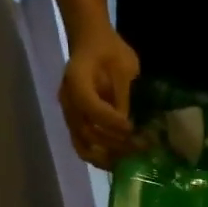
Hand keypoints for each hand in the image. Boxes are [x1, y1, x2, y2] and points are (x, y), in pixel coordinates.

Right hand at [59, 31, 139, 167]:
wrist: (92, 45)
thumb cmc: (110, 51)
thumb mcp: (124, 65)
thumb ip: (123, 94)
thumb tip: (128, 126)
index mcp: (76, 80)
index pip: (89, 106)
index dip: (110, 121)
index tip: (130, 127)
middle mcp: (68, 102)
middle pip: (86, 132)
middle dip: (115, 143)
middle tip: (139, 147)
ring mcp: (69, 116)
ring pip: (83, 146)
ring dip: (108, 157)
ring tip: (130, 159)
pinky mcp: (75, 126)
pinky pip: (84, 148)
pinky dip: (101, 159)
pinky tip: (119, 161)